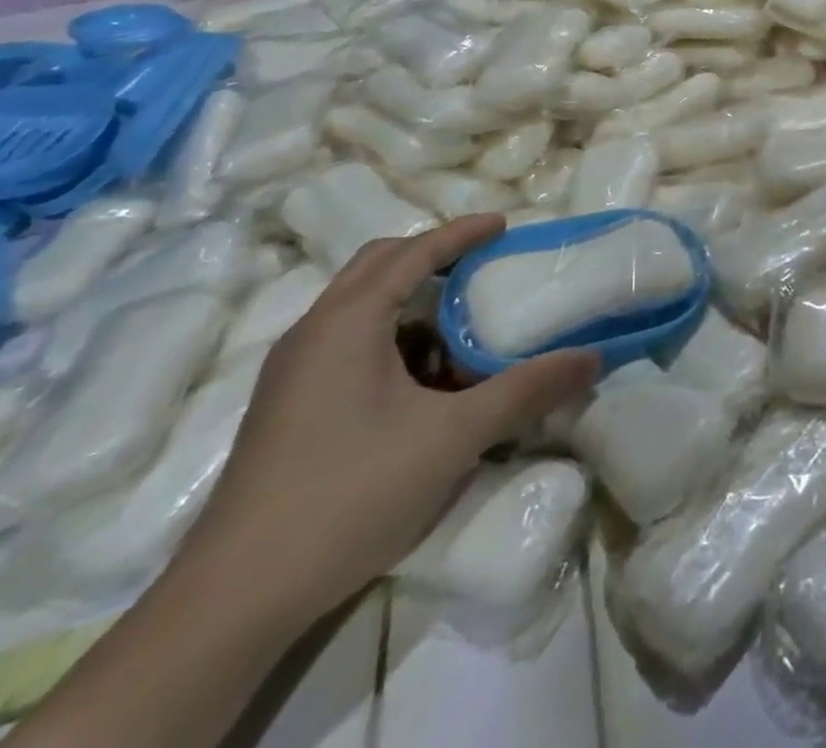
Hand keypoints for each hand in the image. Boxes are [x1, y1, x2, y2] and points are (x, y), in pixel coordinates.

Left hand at [175, 215, 598, 628]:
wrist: (234, 600)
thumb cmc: (349, 493)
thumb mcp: (453, 437)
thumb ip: (525, 390)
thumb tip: (591, 357)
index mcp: (347, 322)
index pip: (412, 252)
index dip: (461, 233)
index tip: (504, 224)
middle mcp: (313, 333)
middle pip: (377, 266)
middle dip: (432, 255)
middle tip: (482, 263)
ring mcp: (293, 373)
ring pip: (358, 306)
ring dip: (411, 298)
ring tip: (461, 320)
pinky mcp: (287, 408)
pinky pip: (347, 342)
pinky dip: (391, 335)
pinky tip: (422, 378)